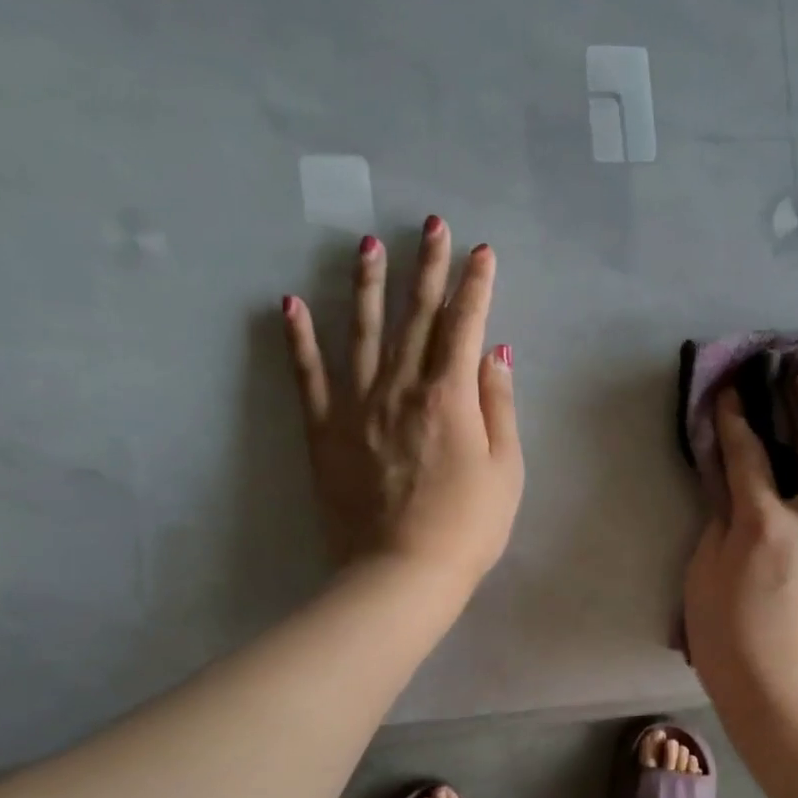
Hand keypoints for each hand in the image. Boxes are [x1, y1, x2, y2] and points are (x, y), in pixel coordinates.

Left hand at [282, 216, 522, 587]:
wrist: (402, 574)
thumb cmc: (468, 527)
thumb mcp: (506, 470)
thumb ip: (498, 406)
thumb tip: (496, 353)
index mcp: (450, 396)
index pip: (465, 326)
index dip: (476, 287)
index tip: (483, 252)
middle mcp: (401, 387)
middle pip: (416, 316)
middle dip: (427, 267)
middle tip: (431, 224)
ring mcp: (357, 406)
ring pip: (363, 332)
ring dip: (368, 285)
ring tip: (367, 243)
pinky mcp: (325, 431)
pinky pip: (308, 376)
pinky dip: (299, 339)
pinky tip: (291, 303)